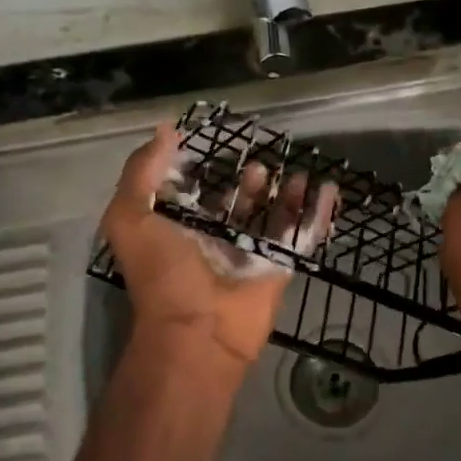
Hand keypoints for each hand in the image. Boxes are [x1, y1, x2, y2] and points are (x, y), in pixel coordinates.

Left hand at [101, 124, 337, 370]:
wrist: (198, 331)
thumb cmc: (162, 273)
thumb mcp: (131, 217)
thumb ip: (142, 172)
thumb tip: (166, 129)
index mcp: (177, 229)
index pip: (191, 195)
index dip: (201, 172)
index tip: (215, 145)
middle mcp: (213, 241)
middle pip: (237, 205)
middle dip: (249, 183)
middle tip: (261, 164)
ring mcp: (249, 255)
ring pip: (273, 218)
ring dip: (286, 195)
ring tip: (295, 173)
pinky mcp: (279, 267)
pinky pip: (302, 235)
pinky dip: (318, 214)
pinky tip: (329, 189)